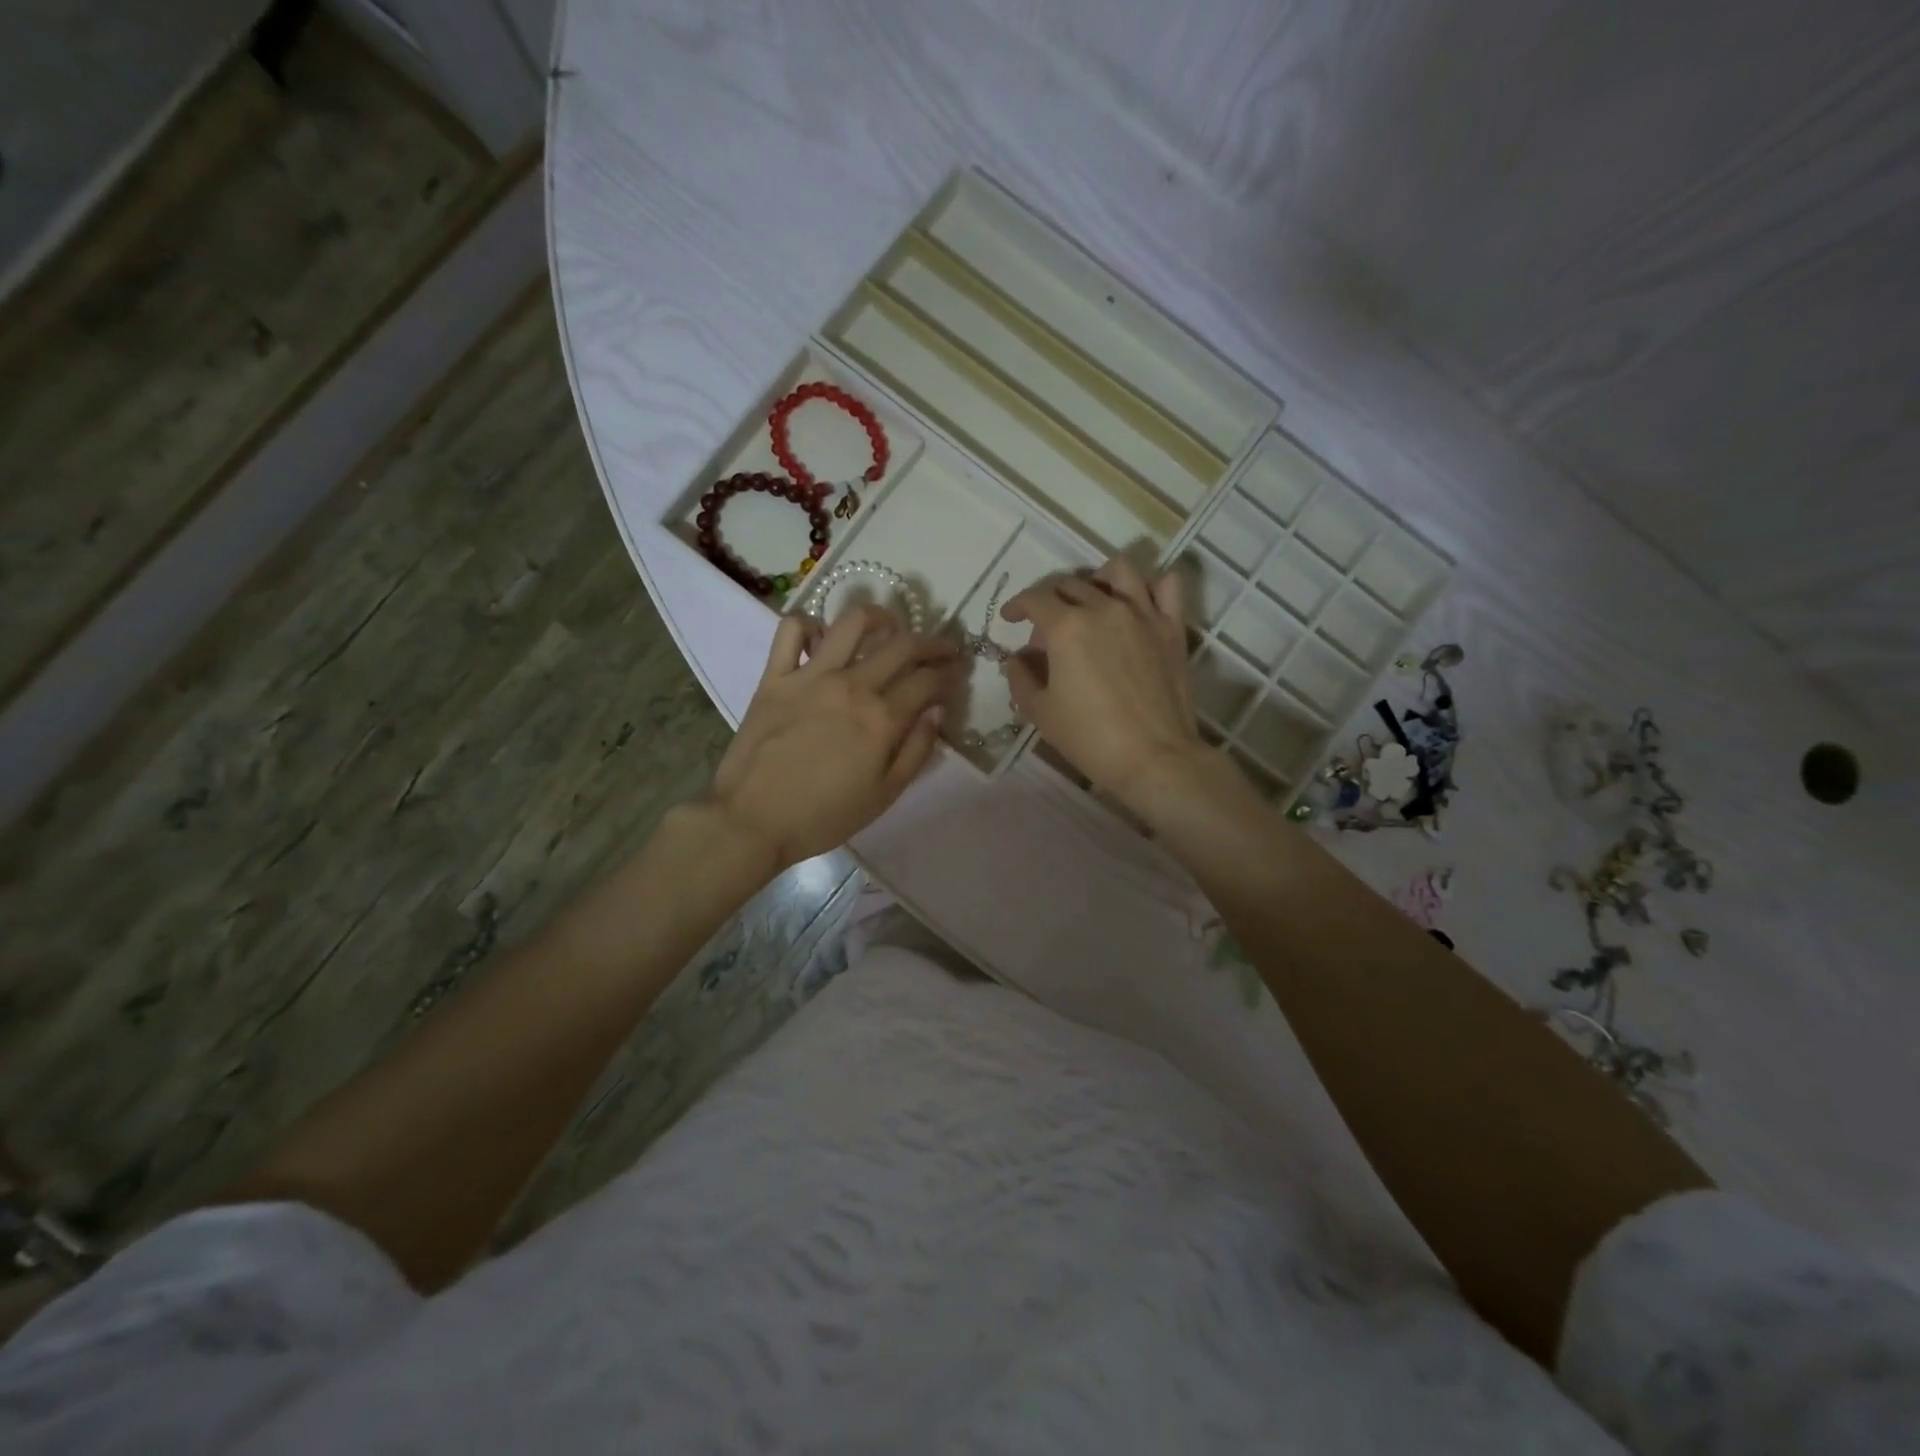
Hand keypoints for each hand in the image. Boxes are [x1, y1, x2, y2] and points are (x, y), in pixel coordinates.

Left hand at [706, 606, 959, 870]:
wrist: (752, 821)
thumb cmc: (824, 816)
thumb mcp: (884, 795)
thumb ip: (916, 750)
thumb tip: (936, 711)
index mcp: (882, 719)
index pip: (928, 681)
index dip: (949, 674)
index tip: (956, 675)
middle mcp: (851, 686)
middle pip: (902, 646)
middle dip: (932, 643)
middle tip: (941, 650)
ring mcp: (810, 676)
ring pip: (852, 623)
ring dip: (880, 618)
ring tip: (889, 628)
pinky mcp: (775, 676)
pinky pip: (791, 631)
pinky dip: (810, 625)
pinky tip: (822, 639)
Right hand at [1001, 555, 1205, 805]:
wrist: (1154, 757)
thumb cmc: (1090, 738)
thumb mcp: (1040, 713)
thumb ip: (1020, 679)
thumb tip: (1016, 659)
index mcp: (1066, 627)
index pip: (1035, 599)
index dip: (1017, 606)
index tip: (1010, 619)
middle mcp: (1104, 608)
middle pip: (1070, 584)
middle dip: (1050, 601)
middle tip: (1046, 632)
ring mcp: (1143, 614)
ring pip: (1118, 571)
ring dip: (1097, 579)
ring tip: (1092, 601)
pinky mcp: (1172, 628)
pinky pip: (1168, 586)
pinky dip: (1152, 585)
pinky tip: (1140, 601)